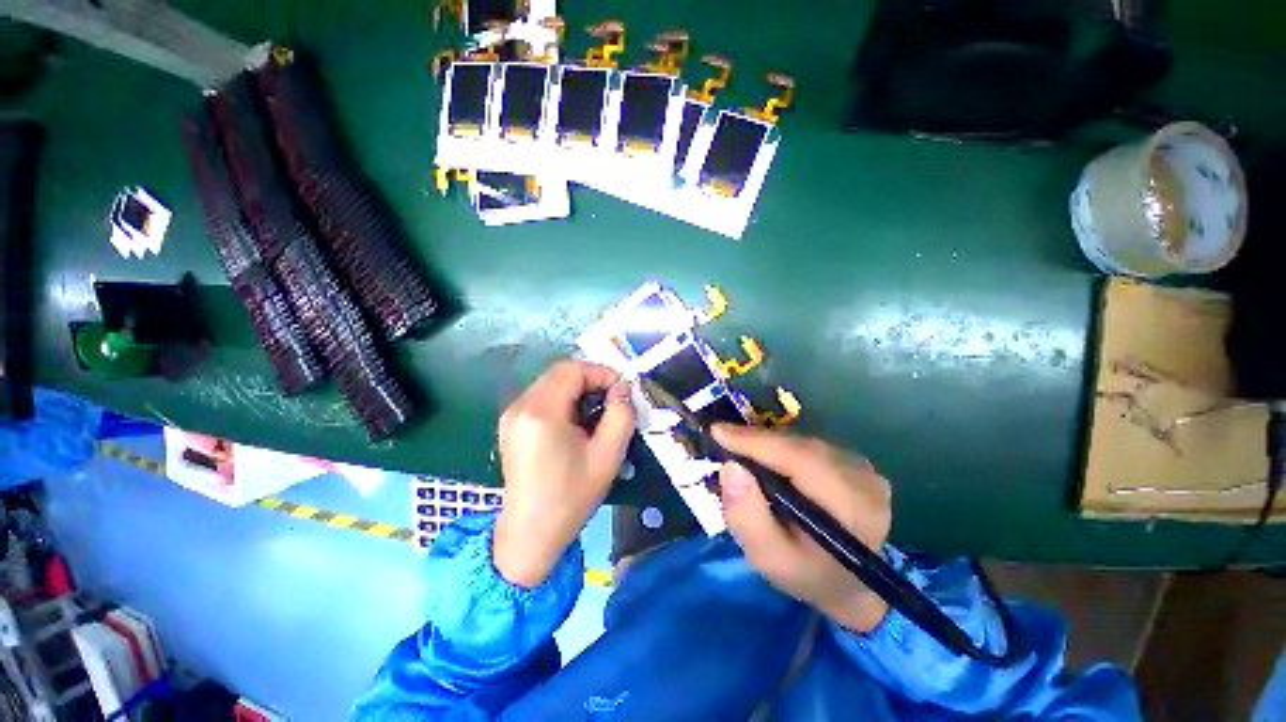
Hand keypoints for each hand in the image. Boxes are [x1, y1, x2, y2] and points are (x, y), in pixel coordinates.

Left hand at [494, 361, 635, 587]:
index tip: (621, 392)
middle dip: (591, 382)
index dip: (602, 373)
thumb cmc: (571, 497)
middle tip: (613, 403)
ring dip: (578, 392)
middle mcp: (520, 406)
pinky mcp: (510, 426)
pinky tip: (575, 425)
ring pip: (551, 385)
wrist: (530, 534)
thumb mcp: (608, 455)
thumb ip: (621, 414)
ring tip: (596, 416)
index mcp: (541, 412)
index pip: (573, 370)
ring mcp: (511, 416)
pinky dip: (564, 402)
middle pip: (560, 374)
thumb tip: (623, 388)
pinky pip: (542, 399)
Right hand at [714, 424, 892, 632]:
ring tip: (740, 450)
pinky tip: (767, 459)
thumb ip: (747, 518)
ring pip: (802, 441)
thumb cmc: (807, 575)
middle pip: (799, 445)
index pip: (799, 459)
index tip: (717, 431)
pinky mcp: (856, 463)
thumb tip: (730, 468)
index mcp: (851, 507)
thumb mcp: (769, 559)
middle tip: (722, 439)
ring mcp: (864, 468)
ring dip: (768, 443)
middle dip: (756, 440)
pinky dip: (781, 447)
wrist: (851, 585)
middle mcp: (864, 479)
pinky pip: (809, 445)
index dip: (755, 441)